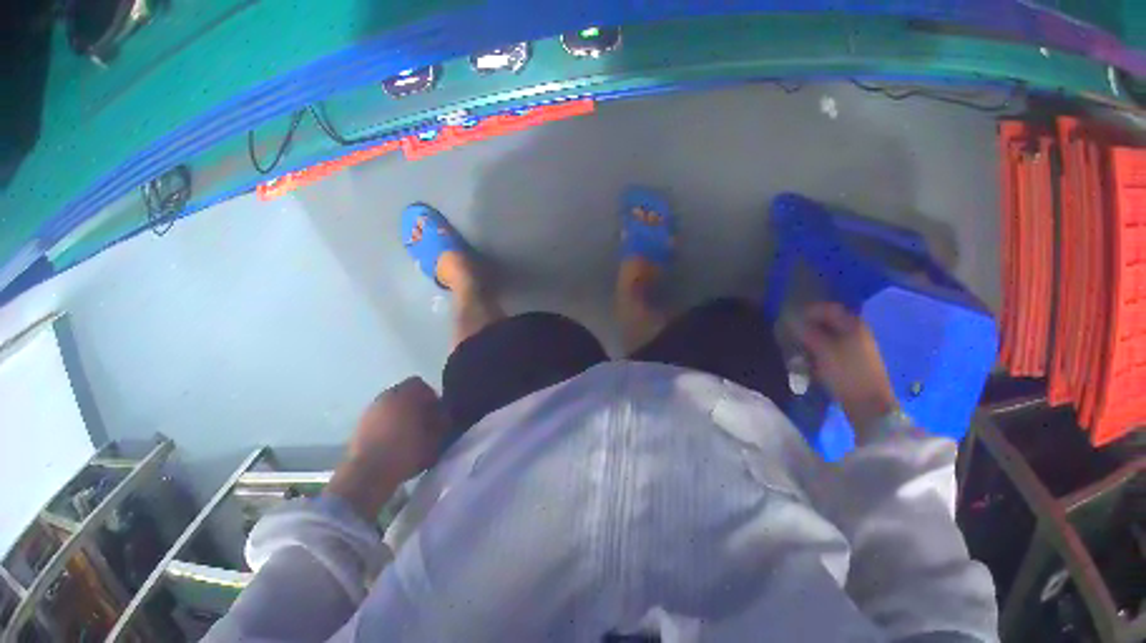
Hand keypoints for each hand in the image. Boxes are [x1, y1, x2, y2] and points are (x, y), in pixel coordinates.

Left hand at [327, 377, 449, 519]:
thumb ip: (440, 426)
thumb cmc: (404, 454)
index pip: (420, 385)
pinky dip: (388, 426)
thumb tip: (441, 417)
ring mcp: (371, 409)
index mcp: (404, 396)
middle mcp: (385, 396)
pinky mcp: (362, 423)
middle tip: (424, 427)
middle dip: (415, 408)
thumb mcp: (432, 443)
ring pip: (390, 406)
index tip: (437, 416)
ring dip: (400, 417)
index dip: (431, 399)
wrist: (370, 470)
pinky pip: (380, 418)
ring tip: (408, 437)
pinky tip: (393, 444)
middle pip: (404, 394)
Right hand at [792, 303, 896, 432]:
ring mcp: (860, 349)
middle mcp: (858, 331)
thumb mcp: (824, 351)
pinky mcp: (858, 366)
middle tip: (794, 338)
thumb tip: (793, 320)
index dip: (809, 311)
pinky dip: (825, 357)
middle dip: (812, 329)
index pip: (828, 308)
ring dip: (817, 345)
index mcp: (852, 322)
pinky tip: (815, 368)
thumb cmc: (847, 374)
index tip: (791, 320)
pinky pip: (838, 354)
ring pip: (833, 340)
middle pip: (831, 324)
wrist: (870, 406)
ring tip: (801, 355)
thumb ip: (809, 334)